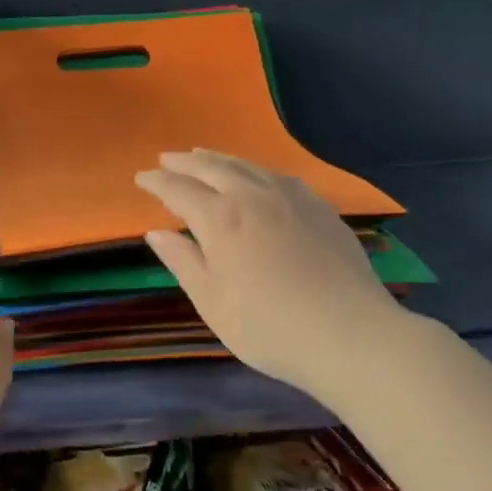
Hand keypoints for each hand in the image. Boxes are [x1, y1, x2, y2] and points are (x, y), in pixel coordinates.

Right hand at [134, 149, 406, 397]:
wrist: (350, 334)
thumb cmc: (269, 326)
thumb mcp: (213, 301)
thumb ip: (183, 261)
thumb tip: (156, 233)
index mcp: (221, 218)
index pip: (179, 190)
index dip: (157, 182)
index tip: (141, 177)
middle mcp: (254, 196)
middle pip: (213, 168)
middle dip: (185, 162)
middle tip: (166, 159)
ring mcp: (292, 198)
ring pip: (248, 166)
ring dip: (220, 159)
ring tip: (204, 156)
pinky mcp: (321, 208)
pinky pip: (279, 175)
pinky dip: (255, 170)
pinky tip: (257, 177)